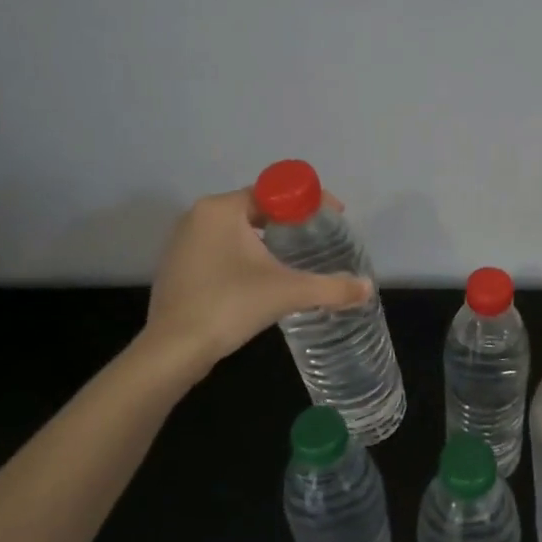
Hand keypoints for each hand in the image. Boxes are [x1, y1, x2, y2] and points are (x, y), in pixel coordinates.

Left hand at [143, 189, 370, 376]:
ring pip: (236, 230)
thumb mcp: (288, 292)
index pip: (274, 191)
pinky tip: (261, 278)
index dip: (308, 201)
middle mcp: (197, 216)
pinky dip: (244, 256)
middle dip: (289, 220)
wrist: (174, 350)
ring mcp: (182, 242)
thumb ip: (331, 287)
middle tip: (318, 239)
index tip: (334, 217)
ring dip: (266, 239)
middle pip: (256, 208)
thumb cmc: (230, 305)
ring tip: (295, 258)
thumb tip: (368, 288)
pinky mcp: (177, 267)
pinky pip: (219, 249)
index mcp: (222, 209)